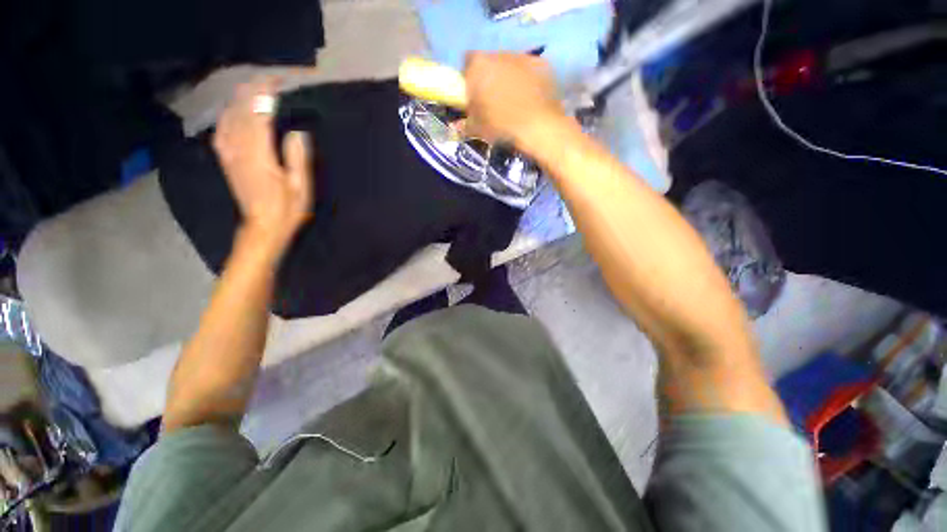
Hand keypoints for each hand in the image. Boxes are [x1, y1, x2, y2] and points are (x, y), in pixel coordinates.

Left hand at [213, 77, 312, 250]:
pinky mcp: (226, 159)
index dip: (266, 95)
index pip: (259, 115)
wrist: (262, 228)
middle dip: (252, 92)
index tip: (277, 82)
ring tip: (254, 90)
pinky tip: (234, 111)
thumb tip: (296, 132)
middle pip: (241, 111)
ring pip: (229, 117)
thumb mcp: (301, 188)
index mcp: (260, 155)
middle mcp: (239, 149)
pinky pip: (221, 129)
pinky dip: (228, 115)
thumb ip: (298, 159)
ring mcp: (229, 154)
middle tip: (268, 81)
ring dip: (240, 100)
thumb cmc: (287, 210)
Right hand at [462, 52, 565, 148]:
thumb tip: (459, 123)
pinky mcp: (542, 64)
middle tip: (494, 99)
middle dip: (490, 76)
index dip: (469, 78)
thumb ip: (465, 121)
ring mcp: (523, 56)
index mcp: (478, 66)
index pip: (467, 63)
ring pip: (511, 64)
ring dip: (509, 77)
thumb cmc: (501, 126)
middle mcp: (499, 53)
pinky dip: (528, 80)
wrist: (537, 127)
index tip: (474, 94)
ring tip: (515, 100)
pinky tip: (531, 98)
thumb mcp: (477, 129)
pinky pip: (530, 70)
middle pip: (490, 61)